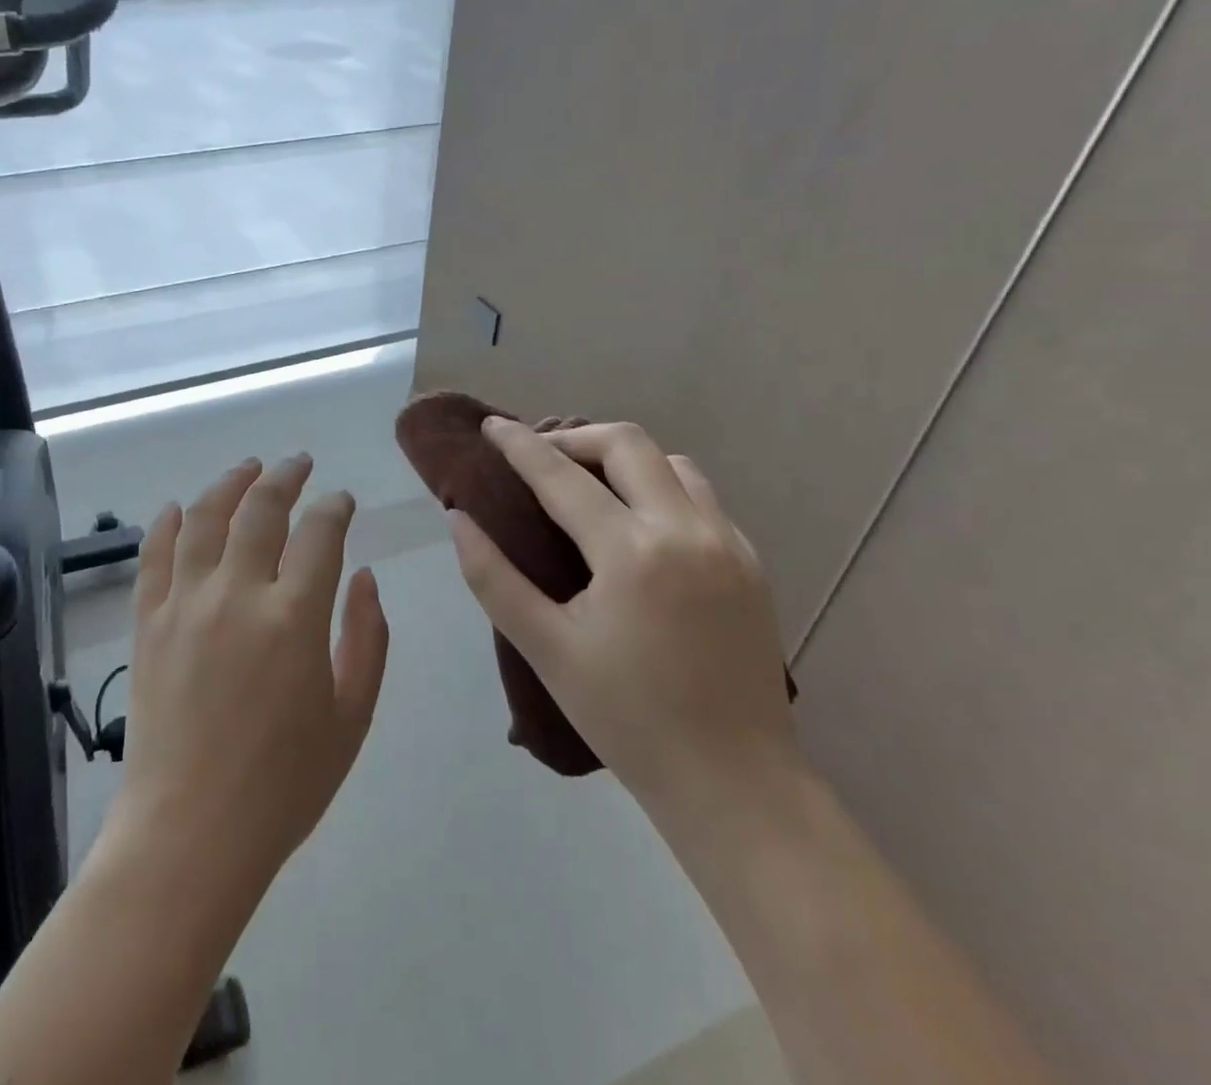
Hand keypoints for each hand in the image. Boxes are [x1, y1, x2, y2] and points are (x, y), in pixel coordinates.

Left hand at [107, 455, 389, 891]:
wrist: (190, 833)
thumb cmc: (283, 784)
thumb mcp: (351, 717)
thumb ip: (367, 639)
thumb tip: (364, 577)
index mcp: (294, 617)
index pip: (320, 532)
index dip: (335, 507)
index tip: (342, 500)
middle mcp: (238, 593)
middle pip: (261, 508)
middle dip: (286, 476)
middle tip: (299, 463)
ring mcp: (185, 603)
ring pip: (206, 517)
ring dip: (230, 482)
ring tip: (248, 467)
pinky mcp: (148, 622)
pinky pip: (155, 555)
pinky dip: (168, 523)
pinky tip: (180, 507)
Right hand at [447, 419, 796, 808]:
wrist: (735, 784)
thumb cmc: (628, 719)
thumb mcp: (546, 649)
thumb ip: (493, 578)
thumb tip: (459, 519)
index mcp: (631, 552)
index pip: (561, 475)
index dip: (520, 445)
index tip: (492, 426)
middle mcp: (685, 530)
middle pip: (627, 443)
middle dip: (575, 437)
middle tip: (540, 457)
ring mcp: (728, 543)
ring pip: (672, 463)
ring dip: (624, 459)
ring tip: (589, 484)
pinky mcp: (751, 563)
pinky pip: (702, 498)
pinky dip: (661, 489)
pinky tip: (639, 525)